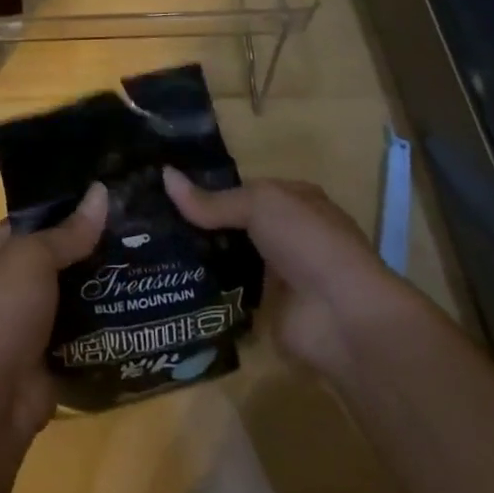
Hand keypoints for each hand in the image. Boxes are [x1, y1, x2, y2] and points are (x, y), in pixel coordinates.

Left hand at [0, 181, 108, 439]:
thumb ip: (68, 232)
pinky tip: (132, 304)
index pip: (26, 222)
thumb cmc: (0, 314)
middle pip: (49, 258)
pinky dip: (97, 321)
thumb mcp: (32, 258)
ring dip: (95, 286)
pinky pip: (75, 328)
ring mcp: (19, 322)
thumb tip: (101, 192)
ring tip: (140, 262)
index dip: (62, 213)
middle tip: (131, 234)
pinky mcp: (42, 354)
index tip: (105, 204)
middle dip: (84, 252)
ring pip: (65, 294)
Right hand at [162, 168, 385, 379]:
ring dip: (201, 257)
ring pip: (230, 258)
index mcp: (294, 200)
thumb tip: (164, 175)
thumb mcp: (259, 204)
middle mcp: (288, 234)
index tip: (165, 188)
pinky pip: (230, 293)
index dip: (209, 186)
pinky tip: (170, 283)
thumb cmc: (307, 242)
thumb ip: (212, 200)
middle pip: (235, 224)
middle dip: (199, 223)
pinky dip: (207, 290)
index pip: (244, 188)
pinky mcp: (268, 310)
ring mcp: (279, 274)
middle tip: (150, 220)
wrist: (343, 317)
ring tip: (150, 249)